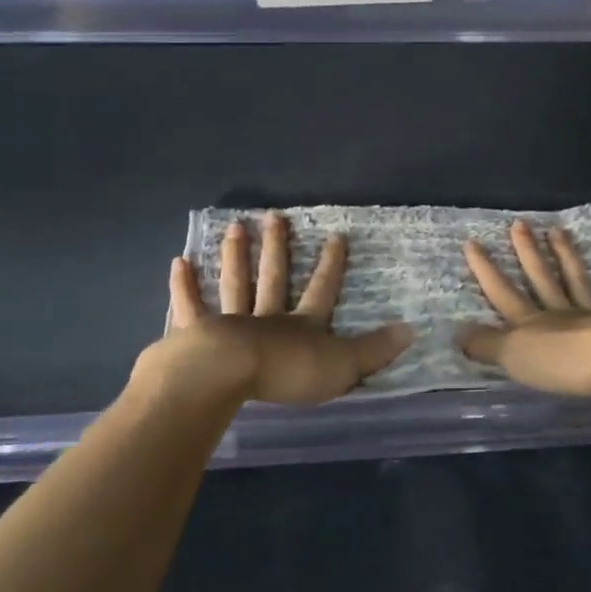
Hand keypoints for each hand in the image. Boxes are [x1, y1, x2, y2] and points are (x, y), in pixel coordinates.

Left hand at [162, 212, 412, 404]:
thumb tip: (411, 330)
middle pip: (273, 277)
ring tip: (235, 226)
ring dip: (236, 256)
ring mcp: (230, 322)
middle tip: (274, 215)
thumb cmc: (287, 372)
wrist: (228, 376)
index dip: (330, 265)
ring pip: (236, 284)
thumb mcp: (341, 366)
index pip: (321, 291)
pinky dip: (185, 286)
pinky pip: (191, 306)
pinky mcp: (197, 333)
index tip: (336, 235)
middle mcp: (267, 316)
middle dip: (277, 248)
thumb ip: (374, 350)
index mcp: (302, 326)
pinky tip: (179, 262)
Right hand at [459, 220, 590, 395]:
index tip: (472, 242)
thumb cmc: (564, 362)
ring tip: (557, 230)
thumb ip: (487, 345)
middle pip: (540, 278)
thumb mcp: (515, 357)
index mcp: (531, 323)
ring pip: (576, 280)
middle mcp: (560, 313)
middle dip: (527, 251)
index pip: (502, 293)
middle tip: (519, 223)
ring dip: (565, 255)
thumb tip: (458, 334)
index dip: (485, 270)